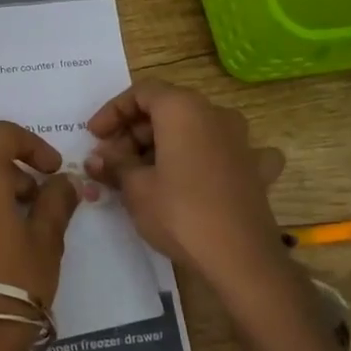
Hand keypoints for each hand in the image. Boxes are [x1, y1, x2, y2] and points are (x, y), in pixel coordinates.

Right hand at [85, 80, 285, 287]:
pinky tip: (199, 176)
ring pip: (195, 129)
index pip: (141, 93)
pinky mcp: (255, 168)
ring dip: (165, 145)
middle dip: (135, 132)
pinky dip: (205, 159)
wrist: (240, 258)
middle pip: (168, 109)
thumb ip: (114, 164)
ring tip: (140, 173)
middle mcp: (216, 114)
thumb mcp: (135, 188)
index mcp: (184, 109)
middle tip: (111, 161)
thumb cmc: (180, 214)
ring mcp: (241, 140)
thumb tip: (97, 157)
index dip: (112, 111)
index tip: (94, 136)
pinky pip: (225, 152)